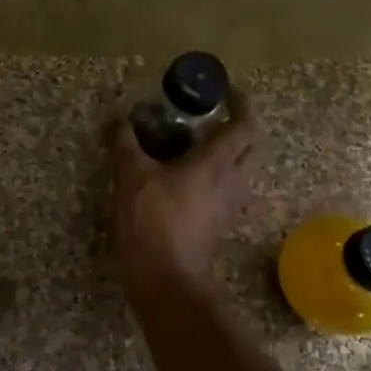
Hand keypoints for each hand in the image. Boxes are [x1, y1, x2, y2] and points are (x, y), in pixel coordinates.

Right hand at [110, 90, 262, 296]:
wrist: (165, 279)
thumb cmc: (152, 221)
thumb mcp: (131, 176)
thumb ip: (125, 143)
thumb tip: (119, 118)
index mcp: (217, 162)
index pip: (245, 124)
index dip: (241, 103)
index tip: (226, 91)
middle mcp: (233, 180)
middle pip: (251, 146)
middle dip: (239, 127)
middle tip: (212, 117)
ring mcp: (230, 204)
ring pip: (242, 169)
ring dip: (228, 152)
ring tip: (197, 144)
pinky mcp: (221, 222)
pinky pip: (228, 188)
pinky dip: (216, 174)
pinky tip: (187, 176)